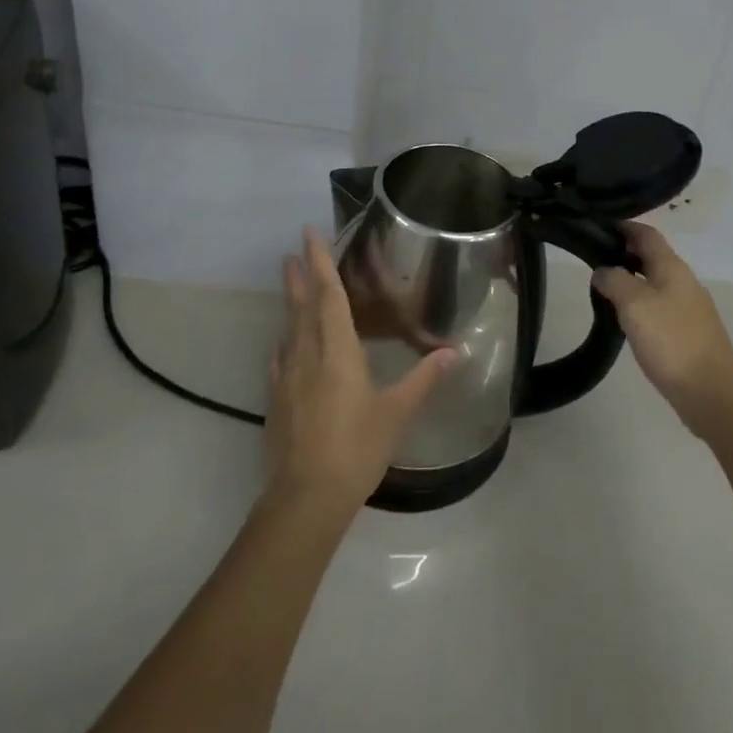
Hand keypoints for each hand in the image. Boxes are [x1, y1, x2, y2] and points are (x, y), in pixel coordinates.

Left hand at [266, 228, 457, 514]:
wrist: (306, 498)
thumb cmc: (357, 447)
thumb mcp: (397, 412)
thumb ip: (424, 378)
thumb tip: (455, 351)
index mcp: (338, 350)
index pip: (329, 295)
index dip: (321, 262)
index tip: (309, 234)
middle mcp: (308, 355)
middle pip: (303, 306)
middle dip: (300, 275)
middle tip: (292, 250)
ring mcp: (288, 378)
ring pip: (289, 329)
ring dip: (290, 302)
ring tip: (289, 283)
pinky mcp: (277, 402)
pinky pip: (281, 359)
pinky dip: (284, 343)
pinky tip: (284, 345)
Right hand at [595, 223, 732, 435]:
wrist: (712, 394)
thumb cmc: (671, 341)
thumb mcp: (634, 304)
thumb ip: (614, 280)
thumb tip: (603, 271)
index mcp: (672, 267)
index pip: (646, 233)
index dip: (623, 226)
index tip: (597, 227)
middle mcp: (684, 281)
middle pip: (652, 256)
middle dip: (624, 254)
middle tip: (593, 262)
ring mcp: (690, 308)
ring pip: (655, 282)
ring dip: (631, 281)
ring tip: (604, 292)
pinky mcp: (690, 332)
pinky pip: (661, 306)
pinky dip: (641, 304)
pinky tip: (627, 321)